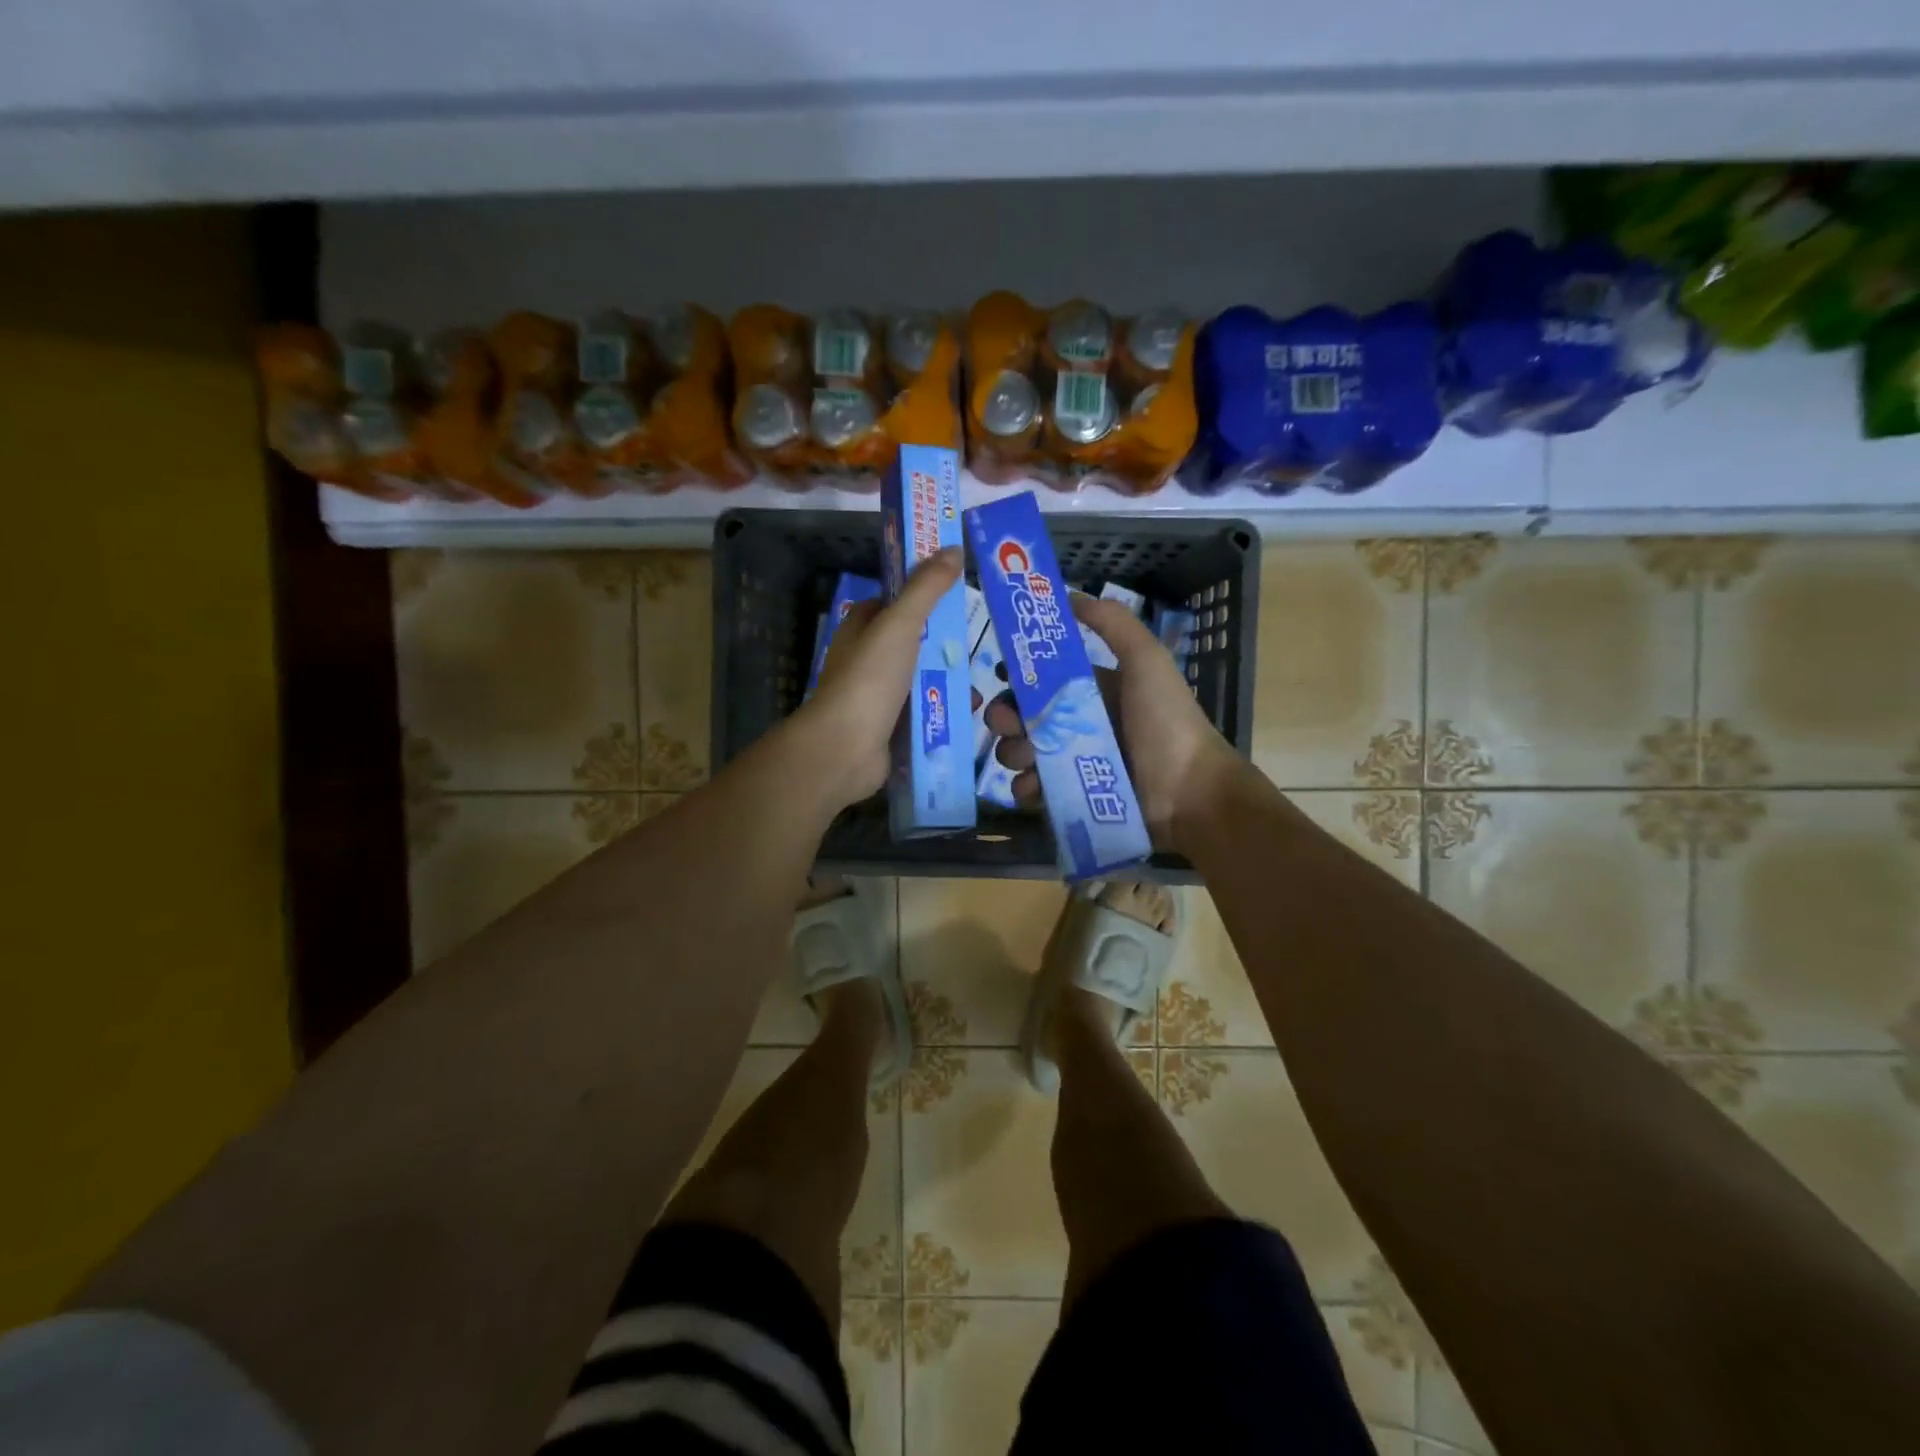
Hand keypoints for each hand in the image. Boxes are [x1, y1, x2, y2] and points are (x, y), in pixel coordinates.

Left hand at [800, 547, 963, 808]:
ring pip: (919, 680)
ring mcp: (876, 696)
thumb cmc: (869, 679)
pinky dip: (942, 710)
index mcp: (860, 629)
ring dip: (948, 681)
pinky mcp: (888, 727)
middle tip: (979, 642)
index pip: (891, 603)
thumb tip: (952, 549)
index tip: (956, 593)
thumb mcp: (899, 624)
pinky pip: (922, 712)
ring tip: (983, 683)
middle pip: (911, 643)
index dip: (920, 594)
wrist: (846, 748)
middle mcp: (865, 660)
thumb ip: (926, 589)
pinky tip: (969, 712)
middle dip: (943, 643)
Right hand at [986, 594, 1238, 848]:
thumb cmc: (1166, 721)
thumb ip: (1112, 623)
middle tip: (1004, 723)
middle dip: (1007, 717)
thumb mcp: (1146, 660)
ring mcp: (1075, 764)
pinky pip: (1035, 791)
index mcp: (1095, 691)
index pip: (1044, 679)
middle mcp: (1081, 725)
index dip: (1020, 676)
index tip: (1002, 676)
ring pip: (1025, 753)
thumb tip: (1070, 595)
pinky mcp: (1073, 798)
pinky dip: (1026, 788)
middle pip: (1027, 717)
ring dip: (1013, 752)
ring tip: (1023, 757)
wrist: (1191, 791)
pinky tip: (1032, 787)